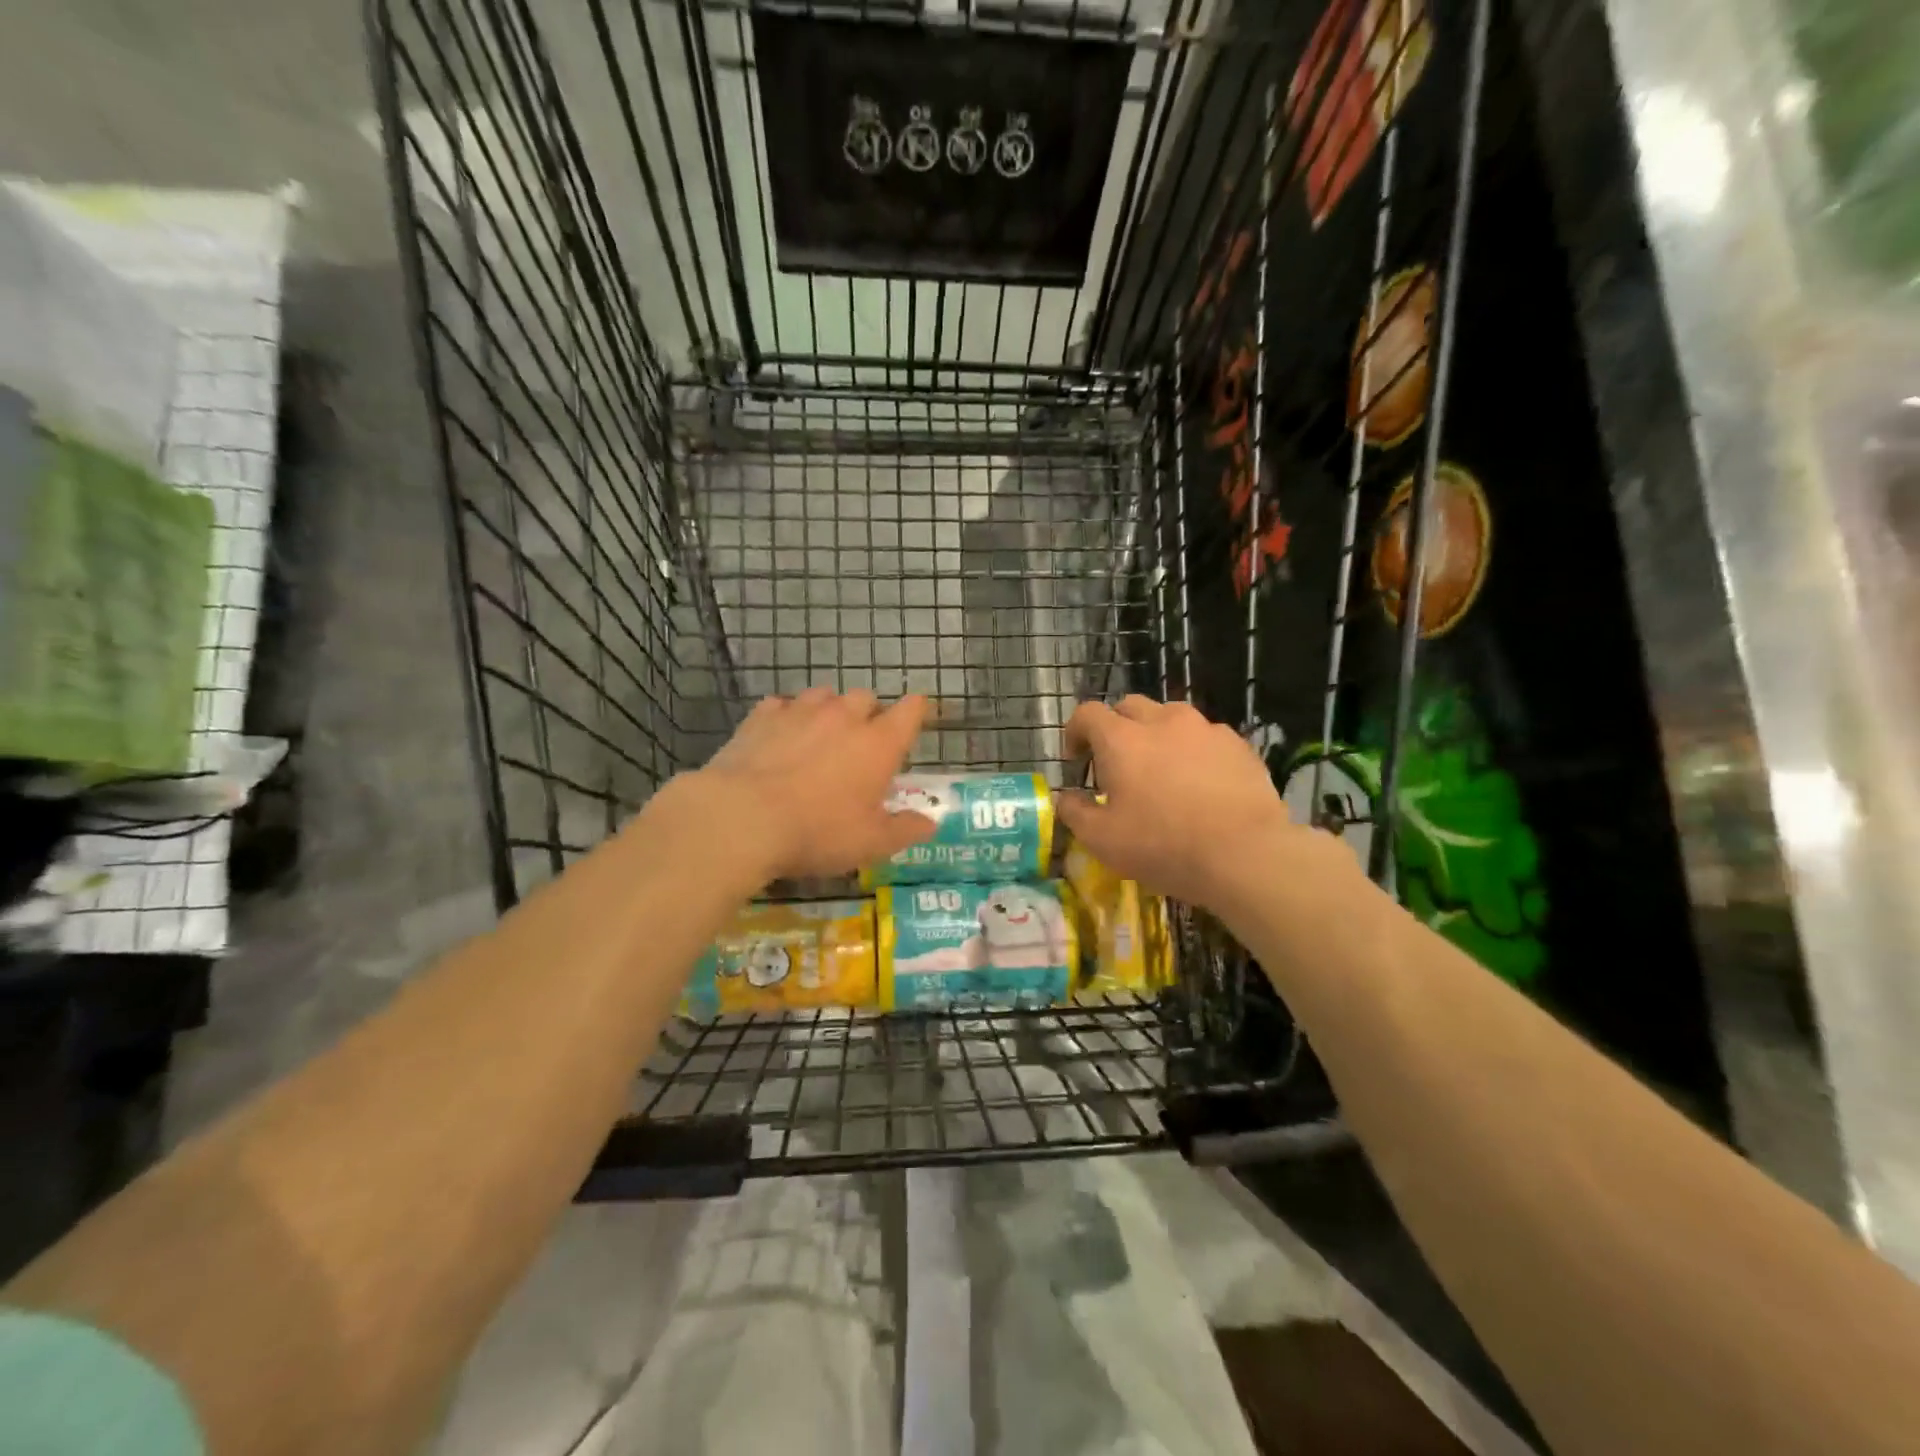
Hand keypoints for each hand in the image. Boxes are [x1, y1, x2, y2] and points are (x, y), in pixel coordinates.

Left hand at [685, 687, 934, 883]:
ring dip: (828, 711)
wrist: (743, 818)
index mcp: (879, 744)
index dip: (916, 711)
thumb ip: (904, 829)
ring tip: (820, 737)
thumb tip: (930, 823)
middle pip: (866, 697)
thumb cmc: (818, 832)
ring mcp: (800, 711)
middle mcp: (844, 717)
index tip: (916, 720)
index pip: (911, 711)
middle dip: (869, 714)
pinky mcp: (761, 717)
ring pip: (824, 695)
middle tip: (861, 744)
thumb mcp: (870, 843)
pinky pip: (782, 705)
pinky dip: (787, 717)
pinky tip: (780, 738)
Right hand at [1058, 696, 1311, 909]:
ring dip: (1156, 734)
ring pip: (1170, 717)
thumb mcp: (1102, 840)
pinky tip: (1200, 783)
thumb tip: (1066, 798)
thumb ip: (1075, 813)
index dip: (1075, 732)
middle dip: (1115, 728)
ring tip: (1161, 770)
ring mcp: (1204, 729)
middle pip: (1129, 706)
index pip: (1087, 713)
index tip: (1076, 759)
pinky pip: (1204, 737)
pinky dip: (1192, 750)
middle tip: (1116, 764)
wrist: (1245, 854)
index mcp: (1122, 739)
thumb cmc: (1163, 845)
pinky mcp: (1237, 744)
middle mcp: (1161, 721)